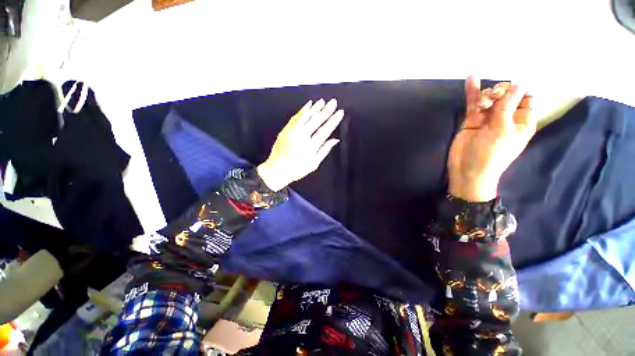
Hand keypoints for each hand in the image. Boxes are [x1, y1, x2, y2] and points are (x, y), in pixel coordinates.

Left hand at [257, 99, 344, 190]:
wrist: (277, 170)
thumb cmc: (297, 169)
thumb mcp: (314, 164)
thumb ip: (324, 150)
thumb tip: (335, 140)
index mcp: (310, 146)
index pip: (325, 130)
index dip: (333, 120)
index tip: (340, 112)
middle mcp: (301, 136)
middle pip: (316, 120)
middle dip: (326, 110)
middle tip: (333, 102)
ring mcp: (292, 131)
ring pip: (305, 116)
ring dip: (315, 107)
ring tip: (322, 101)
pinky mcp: (285, 129)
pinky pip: (295, 117)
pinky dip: (302, 110)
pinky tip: (308, 105)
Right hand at [448, 77, 535, 201]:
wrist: (466, 170)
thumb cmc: (490, 154)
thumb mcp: (502, 130)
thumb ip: (508, 106)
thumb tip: (520, 82)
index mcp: (522, 121)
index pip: (527, 98)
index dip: (522, 88)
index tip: (513, 84)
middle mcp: (506, 117)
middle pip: (507, 94)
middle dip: (502, 91)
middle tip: (494, 97)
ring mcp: (488, 119)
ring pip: (489, 98)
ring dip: (486, 94)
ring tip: (483, 100)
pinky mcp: (472, 120)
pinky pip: (473, 104)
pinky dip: (472, 92)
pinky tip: (471, 78)